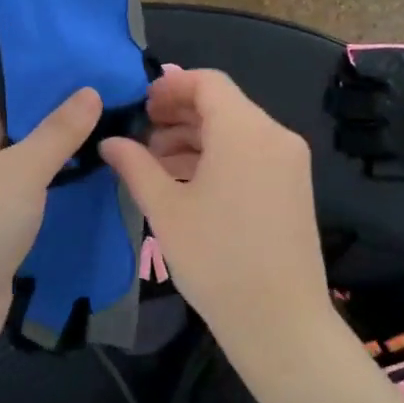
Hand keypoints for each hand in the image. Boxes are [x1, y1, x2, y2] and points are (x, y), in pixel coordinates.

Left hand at [0, 89, 102, 353]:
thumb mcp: (25, 167)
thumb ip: (60, 131)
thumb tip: (90, 91)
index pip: (14, 104)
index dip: (55, 96)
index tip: (100, 91)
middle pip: (22, 139)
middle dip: (64, 135)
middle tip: (116, 124)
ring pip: (27, 176)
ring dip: (61, 171)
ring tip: (113, 154)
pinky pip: (28, 207)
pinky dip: (53, 202)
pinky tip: (91, 195)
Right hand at [102, 69, 332, 360]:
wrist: (279, 319)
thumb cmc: (216, 259)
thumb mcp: (165, 209)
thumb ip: (135, 166)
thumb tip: (109, 142)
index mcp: (245, 131)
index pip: (208, 83)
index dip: (170, 87)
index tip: (140, 107)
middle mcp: (274, 136)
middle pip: (223, 105)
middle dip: (179, 115)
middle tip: (141, 137)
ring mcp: (290, 162)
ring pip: (237, 131)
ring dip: (197, 138)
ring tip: (157, 165)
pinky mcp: (294, 187)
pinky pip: (252, 154)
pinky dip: (220, 157)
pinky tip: (188, 183)